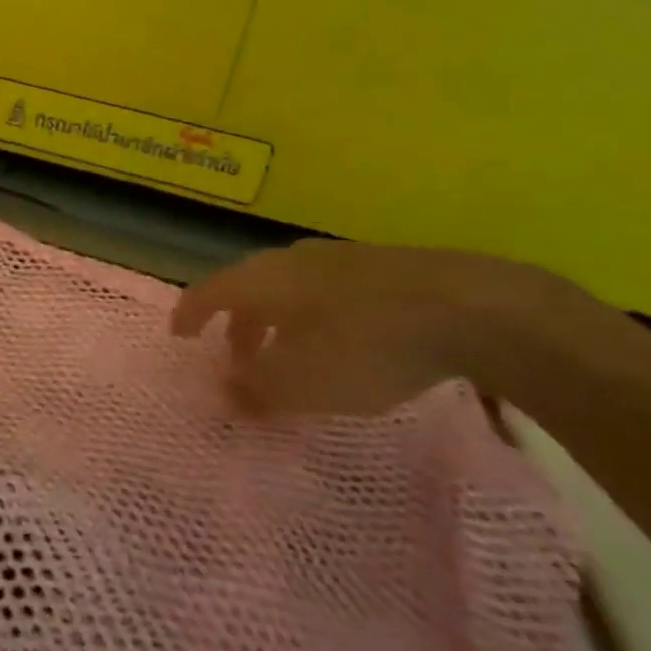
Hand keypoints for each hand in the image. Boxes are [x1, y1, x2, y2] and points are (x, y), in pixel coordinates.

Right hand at [170, 240, 591, 418]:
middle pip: (248, 288)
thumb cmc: (365, 345)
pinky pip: (328, 292)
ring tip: (292, 357)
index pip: (207, 292)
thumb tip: (223, 391)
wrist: (471, 307)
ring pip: (290, 289)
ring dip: (278, 323)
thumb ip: (255, 389)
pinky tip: (343, 344)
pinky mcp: (384, 267)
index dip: (189, 315)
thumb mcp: (302, 383)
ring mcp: (340, 259)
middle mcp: (292, 260)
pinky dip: (316, 318)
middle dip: (237, 326)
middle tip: (238, 360)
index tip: (179, 336)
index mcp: (262, 280)